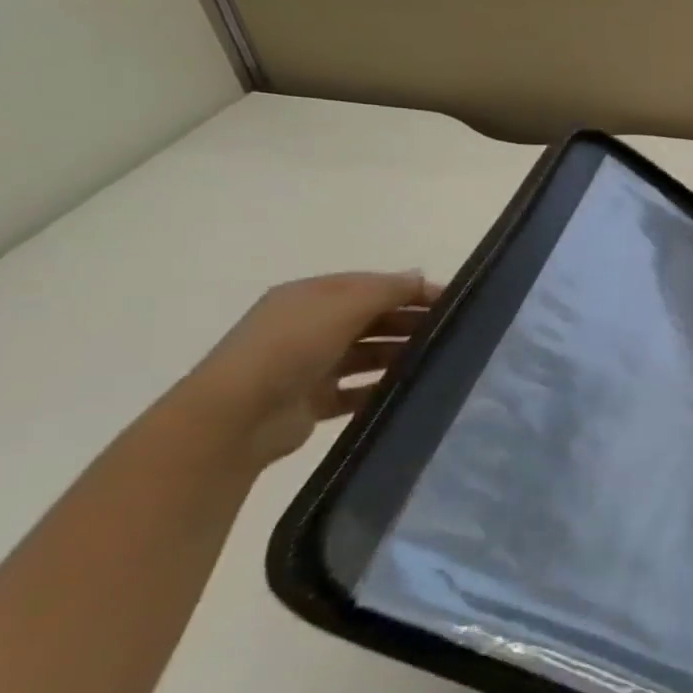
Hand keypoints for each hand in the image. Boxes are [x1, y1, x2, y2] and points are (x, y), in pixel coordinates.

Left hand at [176, 271, 441, 471]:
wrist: (236, 416)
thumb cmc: (290, 347)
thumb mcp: (342, 306)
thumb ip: (386, 290)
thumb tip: (419, 276)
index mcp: (310, 297)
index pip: (371, 286)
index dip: (411, 289)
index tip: (454, 302)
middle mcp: (309, 326)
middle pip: (372, 318)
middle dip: (410, 321)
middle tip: (455, 332)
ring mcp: (310, 365)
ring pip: (368, 354)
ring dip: (400, 354)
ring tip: (440, 360)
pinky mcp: (314, 401)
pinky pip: (358, 391)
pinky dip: (382, 388)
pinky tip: (410, 390)